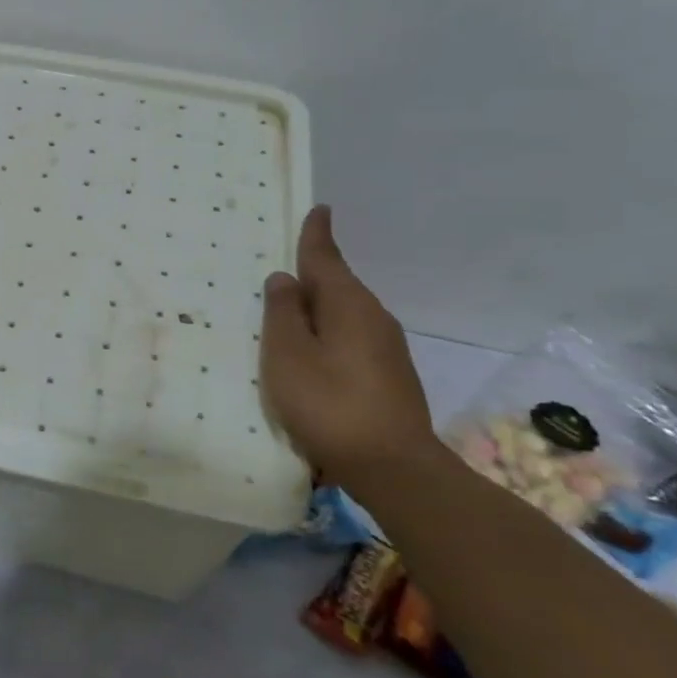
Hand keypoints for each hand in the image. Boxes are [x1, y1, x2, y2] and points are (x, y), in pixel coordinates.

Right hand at [260, 206, 432, 487]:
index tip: (320, 209)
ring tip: (290, 315)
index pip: (326, 257)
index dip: (317, 234)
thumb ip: (282, 312)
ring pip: (345, 314)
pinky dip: (329, 334)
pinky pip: (352, 339)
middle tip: (283, 269)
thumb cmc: (329, 402)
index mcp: (348, 304)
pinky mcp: (390, 376)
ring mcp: (387, 349)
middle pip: (337, 285)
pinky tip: (313, 354)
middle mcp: (373, 318)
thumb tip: (284, 278)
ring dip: (318, 309)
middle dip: (312, 275)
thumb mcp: (288, 354)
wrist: (394, 468)